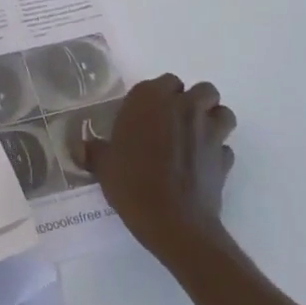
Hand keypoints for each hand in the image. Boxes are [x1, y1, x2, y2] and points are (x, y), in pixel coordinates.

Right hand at [77, 75, 236, 263]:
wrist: (174, 223)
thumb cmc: (132, 184)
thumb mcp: (104, 166)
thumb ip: (94, 151)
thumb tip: (80, 147)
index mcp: (151, 99)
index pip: (165, 81)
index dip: (161, 96)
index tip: (150, 114)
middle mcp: (184, 107)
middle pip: (202, 89)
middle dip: (194, 101)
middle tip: (177, 121)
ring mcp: (209, 132)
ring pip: (223, 112)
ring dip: (214, 120)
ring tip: (198, 137)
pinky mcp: (224, 159)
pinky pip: (226, 148)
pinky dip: (218, 153)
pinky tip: (204, 166)